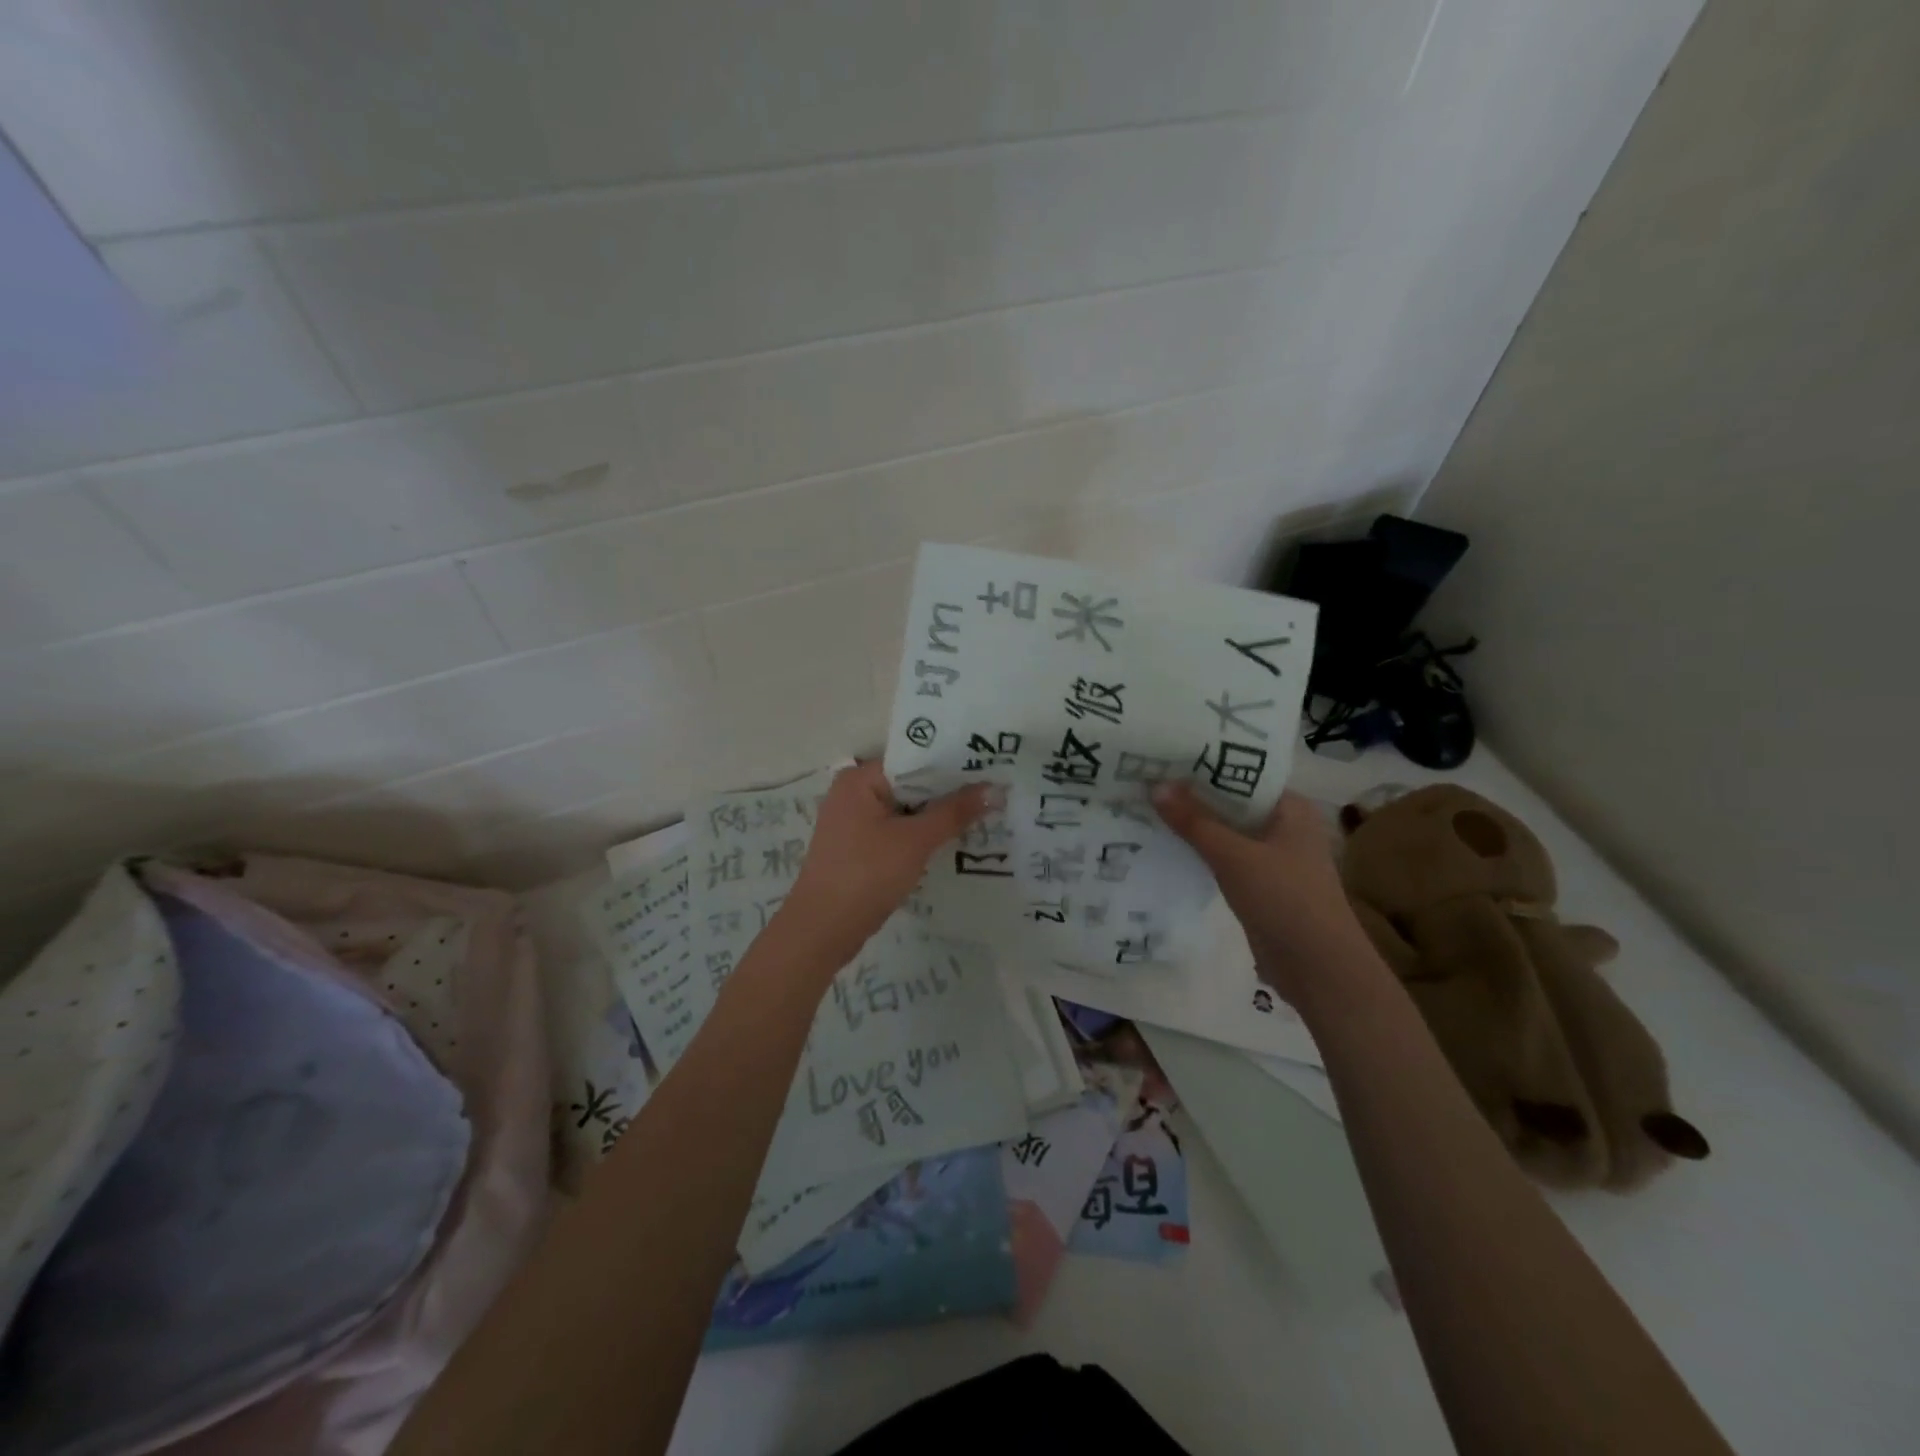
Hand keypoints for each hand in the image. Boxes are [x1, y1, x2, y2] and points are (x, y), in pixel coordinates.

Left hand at [776, 761, 992, 969]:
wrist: (822, 930)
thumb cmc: (867, 874)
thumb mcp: (916, 840)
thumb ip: (955, 812)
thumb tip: (996, 789)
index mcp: (860, 779)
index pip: (915, 759)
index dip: (954, 765)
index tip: (992, 769)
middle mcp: (853, 793)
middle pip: (912, 784)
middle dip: (950, 793)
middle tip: (997, 792)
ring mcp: (854, 822)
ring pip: (906, 810)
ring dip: (938, 816)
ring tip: (985, 814)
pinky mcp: (858, 848)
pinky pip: (897, 831)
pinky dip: (921, 835)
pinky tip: (954, 841)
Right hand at [1152, 782, 1371, 1001]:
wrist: (1319, 970)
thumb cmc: (1286, 900)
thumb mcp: (1235, 857)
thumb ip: (1194, 822)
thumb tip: (1155, 786)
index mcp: (1291, 807)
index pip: (1243, 773)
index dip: (1205, 764)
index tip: (1165, 754)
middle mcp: (1284, 825)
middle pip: (1232, 802)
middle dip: (1193, 794)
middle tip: (1146, 777)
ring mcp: (1273, 856)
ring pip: (1227, 830)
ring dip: (1195, 823)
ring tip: (1148, 805)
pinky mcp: (1261, 884)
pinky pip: (1225, 857)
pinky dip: (1201, 850)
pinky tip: (1167, 843)